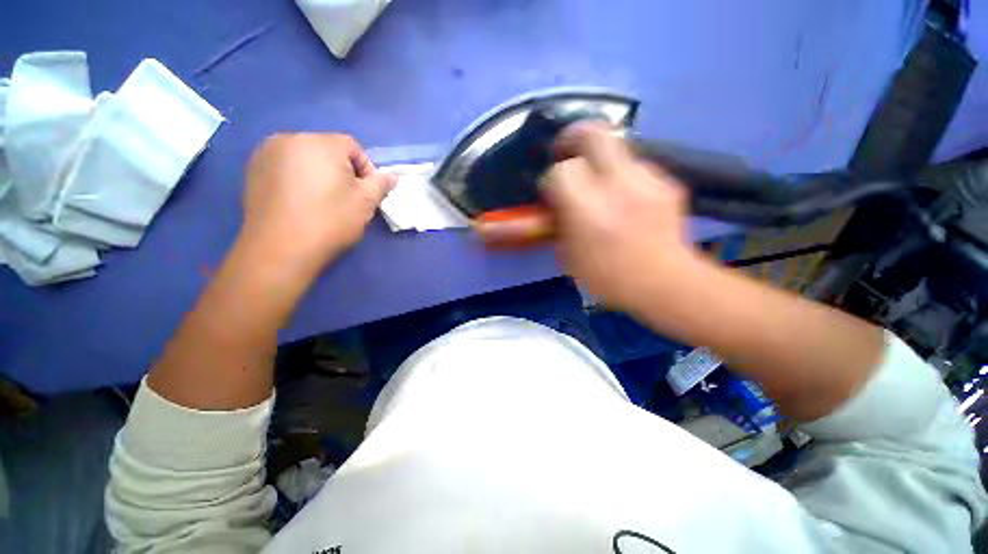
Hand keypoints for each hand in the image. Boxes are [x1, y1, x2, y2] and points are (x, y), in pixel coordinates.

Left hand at [239, 133, 395, 281]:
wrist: (280, 249)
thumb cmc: (330, 221)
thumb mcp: (366, 202)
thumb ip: (381, 184)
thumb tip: (393, 176)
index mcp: (320, 143)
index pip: (352, 147)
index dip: (366, 169)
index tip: (368, 193)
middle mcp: (289, 138)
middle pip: (327, 149)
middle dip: (342, 170)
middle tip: (348, 197)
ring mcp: (266, 153)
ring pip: (305, 158)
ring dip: (319, 173)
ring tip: (323, 200)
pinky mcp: (252, 170)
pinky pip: (285, 167)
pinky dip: (298, 178)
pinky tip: (301, 202)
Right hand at [476, 124, 699, 311]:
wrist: (667, 285)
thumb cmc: (609, 278)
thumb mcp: (570, 258)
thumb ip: (560, 224)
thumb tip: (557, 205)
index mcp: (588, 210)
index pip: (561, 171)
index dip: (552, 178)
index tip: (552, 192)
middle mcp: (618, 186)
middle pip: (594, 133)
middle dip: (575, 136)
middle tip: (567, 151)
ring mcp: (648, 181)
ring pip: (618, 149)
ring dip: (603, 164)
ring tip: (602, 188)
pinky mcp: (668, 184)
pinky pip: (638, 169)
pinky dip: (626, 179)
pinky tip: (627, 200)